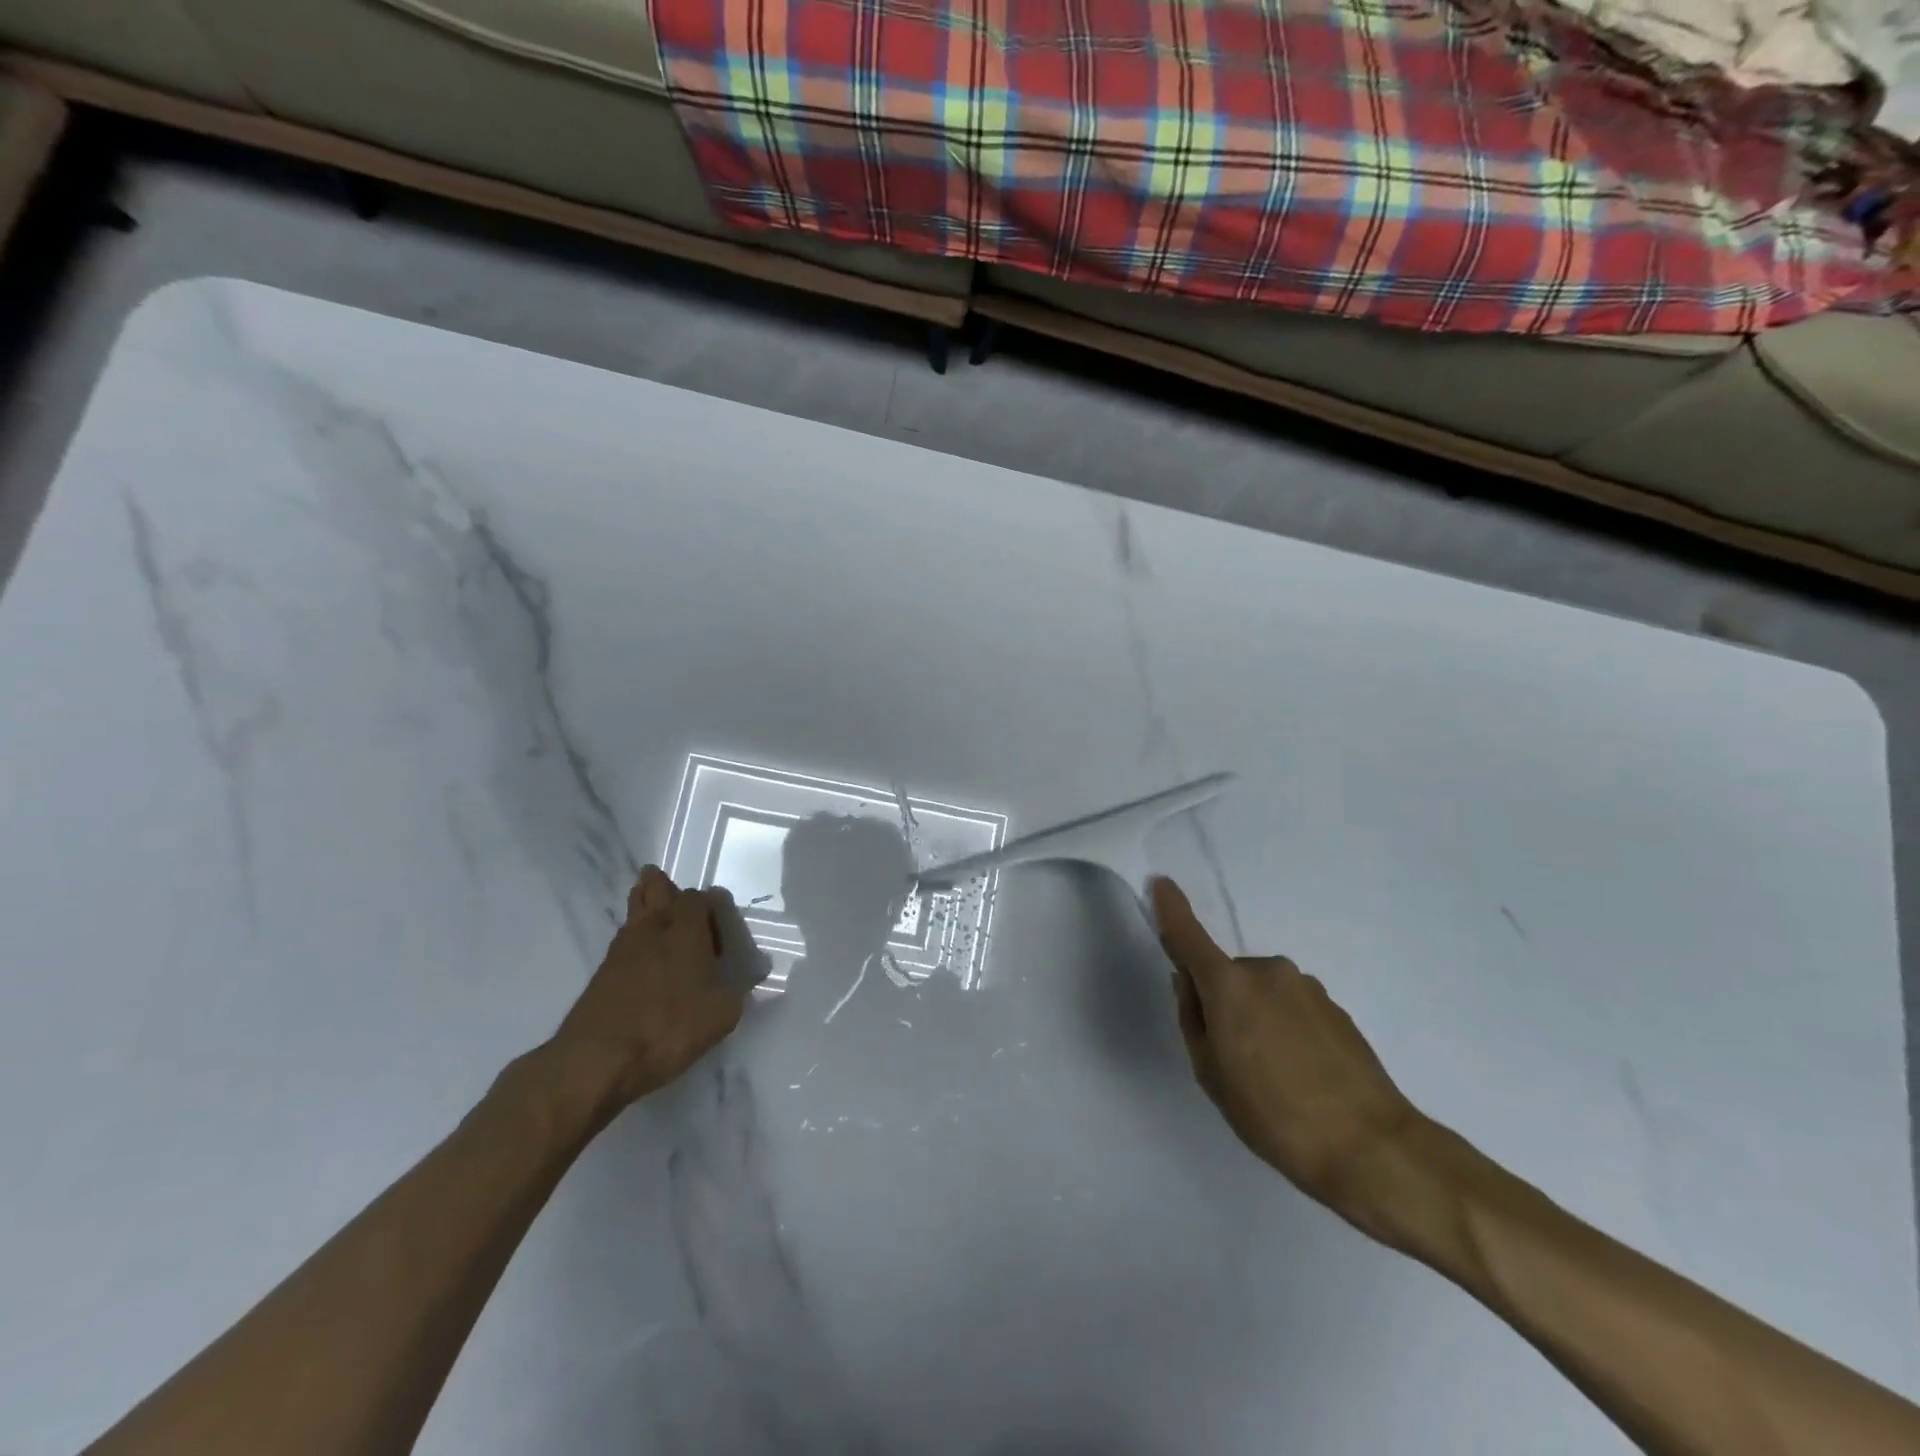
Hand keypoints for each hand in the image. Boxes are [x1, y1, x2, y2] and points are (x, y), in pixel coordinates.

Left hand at [548, 867, 747, 1113]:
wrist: (597, 1059)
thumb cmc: (669, 1028)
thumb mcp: (722, 1014)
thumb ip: (738, 989)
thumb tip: (748, 977)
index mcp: (686, 930)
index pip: (699, 897)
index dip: (711, 905)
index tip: (721, 926)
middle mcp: (654, 928)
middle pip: (656, 887)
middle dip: (667, 887)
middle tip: (680, 902)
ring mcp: (622, 947)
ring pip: (635, 909)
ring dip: (646, 905)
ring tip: (661, 920)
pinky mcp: (602, 971)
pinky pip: (623, 937)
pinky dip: (635, 937)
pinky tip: (644, 958)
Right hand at [1155, 877, 1424, 1224]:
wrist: (1370, 1146)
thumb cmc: (1272, 1113)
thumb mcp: (1211, 1073)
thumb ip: (1194, 1019)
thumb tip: (1190, 983)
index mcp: (1229, 984)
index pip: (1189, 935)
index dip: (1171, 908)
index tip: (1161, 883)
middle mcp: (1267, 971)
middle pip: (1228, 976)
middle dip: (1223, 1002)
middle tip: (1233, 1058)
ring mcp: (1306, 987)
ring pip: (1262, 993)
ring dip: (1258, 1017)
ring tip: (1275, 1076)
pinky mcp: (1335, 1007)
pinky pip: (1293, 1008)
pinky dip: (1287, 1029)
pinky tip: (1303, 1075)